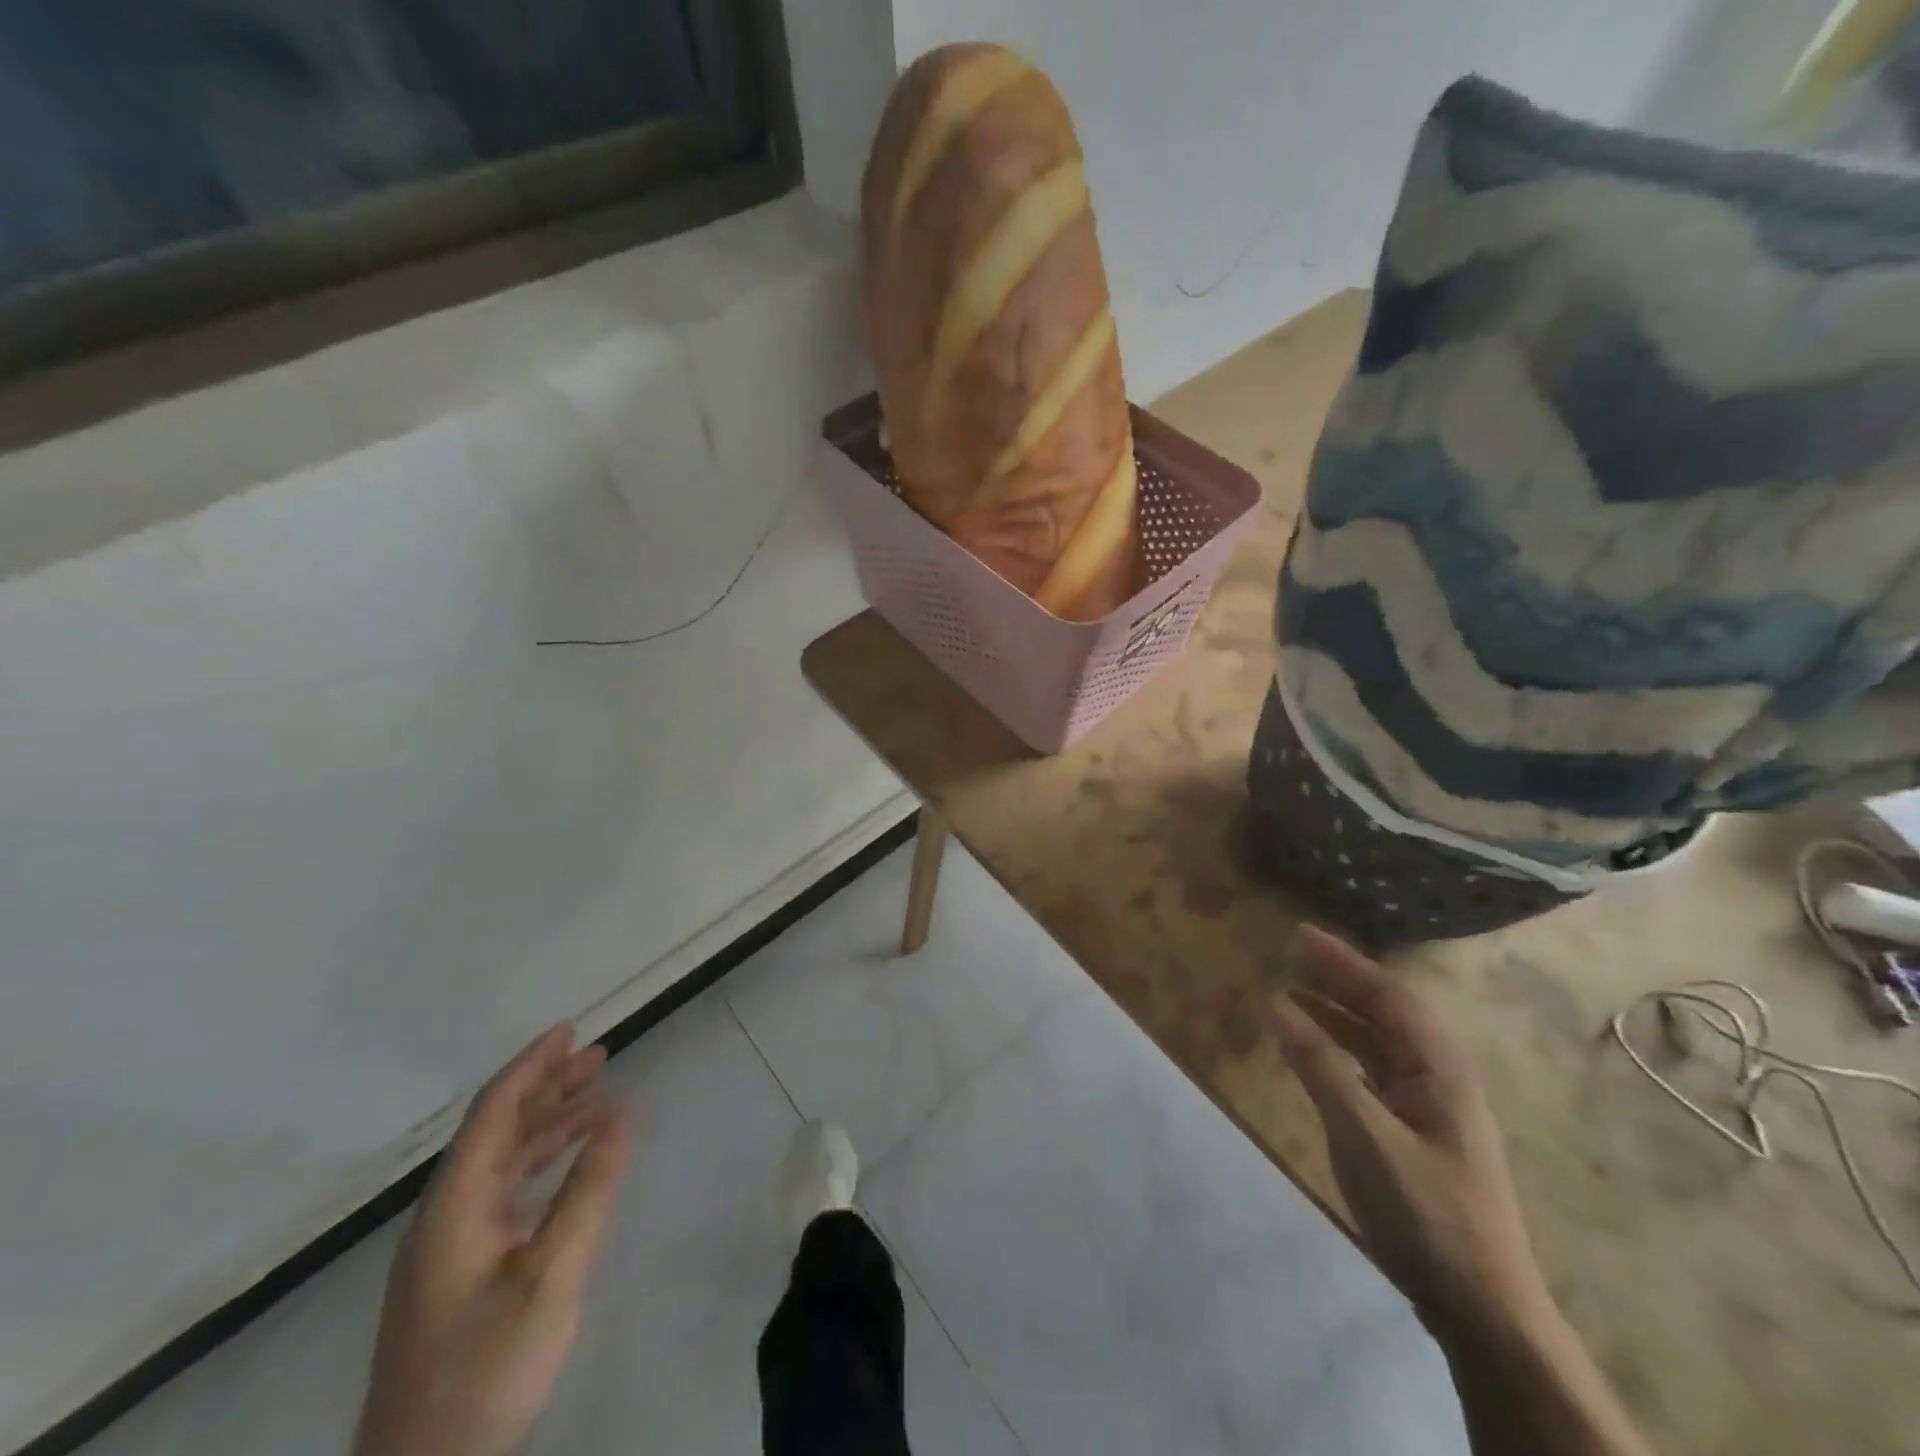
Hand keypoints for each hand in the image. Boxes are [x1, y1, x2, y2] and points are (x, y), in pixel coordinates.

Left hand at [354, 1026, 630, 1455]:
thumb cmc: (486, 1369)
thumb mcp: (550, 1276)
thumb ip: (588, 1191)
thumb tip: (623, 1115)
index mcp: (453, 1207)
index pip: (493, 1113)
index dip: (531, 1065)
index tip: (570, 1029)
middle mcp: (445, 1215)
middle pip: (497, 1130)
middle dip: (547, 1086)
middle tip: (599, 1055)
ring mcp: (449, 1246)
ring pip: (502, 1160)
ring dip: (549, 1123)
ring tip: (599, 1099)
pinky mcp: (460, 1272)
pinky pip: (505, 1192)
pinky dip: (543, 1163)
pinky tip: (573, 1162)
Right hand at [1271, 927, 1548, 1341]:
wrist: (1482, 1310)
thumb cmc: (1427, 1214)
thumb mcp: (1365, 1135)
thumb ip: (1321, 1066)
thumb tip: (1278, 1004)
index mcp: (1439, 1070)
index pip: (1388, 996)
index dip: (1344, 962)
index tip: (1300, 935)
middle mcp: (1438, 1078)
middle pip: (1384, 1012)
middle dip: (1338, 979)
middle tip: (1291, 952)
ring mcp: (1428, 1107)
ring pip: (1377, 1041)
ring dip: (1336, 1012)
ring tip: (1291, 992)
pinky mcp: (1414, 1133)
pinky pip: (1370, 1070)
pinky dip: (1337, 1049)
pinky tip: (1311, 1051)